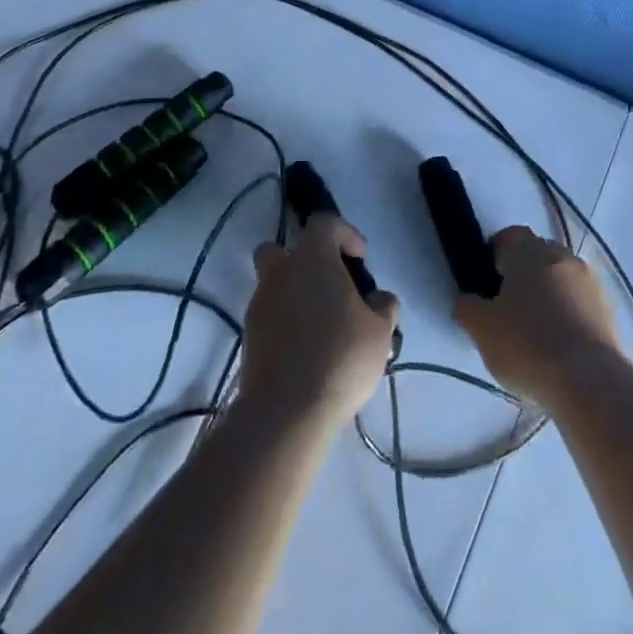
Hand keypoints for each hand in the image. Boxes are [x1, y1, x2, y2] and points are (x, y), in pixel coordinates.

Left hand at [240, 215, 400, 429]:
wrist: (286, 410)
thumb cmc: (340, 357)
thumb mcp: (380, 331)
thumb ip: (384, 306)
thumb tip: (378, 299)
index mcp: (312, 258)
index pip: (324, 223)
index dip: (345, 233)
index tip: (360, 258)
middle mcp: (280, 272)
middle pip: (282, 249)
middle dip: (303, 260)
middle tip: (329, 285)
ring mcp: (259, 304)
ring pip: (274, 284)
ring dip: (295, 294)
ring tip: (323, 326)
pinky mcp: (249, 336)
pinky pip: (270, 316)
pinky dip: (286, 323)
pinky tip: (307, 350)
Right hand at [452, 227, 619, 408]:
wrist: (590, 381)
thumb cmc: (527, 344)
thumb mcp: (481, 328)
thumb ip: (467, 307)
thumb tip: (469, 301)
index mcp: (530, 251)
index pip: (509, 236)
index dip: (495, 254)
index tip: (486, 280)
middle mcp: (563, 257)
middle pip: (538, 256)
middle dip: (523, 275)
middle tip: (507, 308)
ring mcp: (590, 283)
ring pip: (561, 280)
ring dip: (548, 296)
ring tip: (535, 333)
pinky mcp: (609, 311)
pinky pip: (580, 304)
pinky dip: (568, 317)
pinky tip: (559, 347)